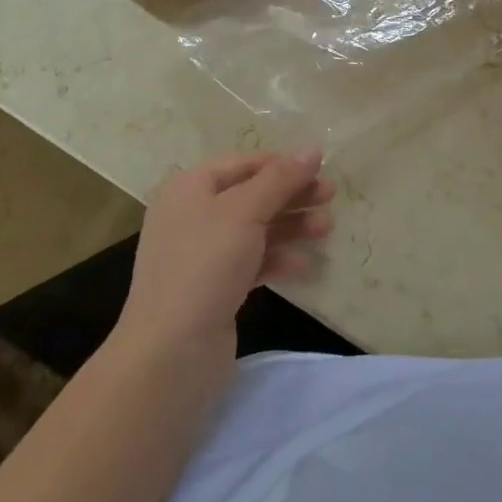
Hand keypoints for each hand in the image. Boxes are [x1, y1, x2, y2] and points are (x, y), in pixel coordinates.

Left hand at [119, 149, 335, 358]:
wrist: (170, 353)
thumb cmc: (204, 266)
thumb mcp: (245, 211)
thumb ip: (281, 178)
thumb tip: (313, 147)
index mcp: (190, 188)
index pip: (243, 163)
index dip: (281, 163)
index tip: (320, 167)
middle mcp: (193, 215)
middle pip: (252, 194)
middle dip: (292, 194)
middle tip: (331, 196)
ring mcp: (202, 254)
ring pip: (256, 228)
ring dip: (291, 225)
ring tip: (326, 229)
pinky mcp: (214, 288)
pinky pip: (252, 261)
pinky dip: (277, 258)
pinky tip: (302, 265)